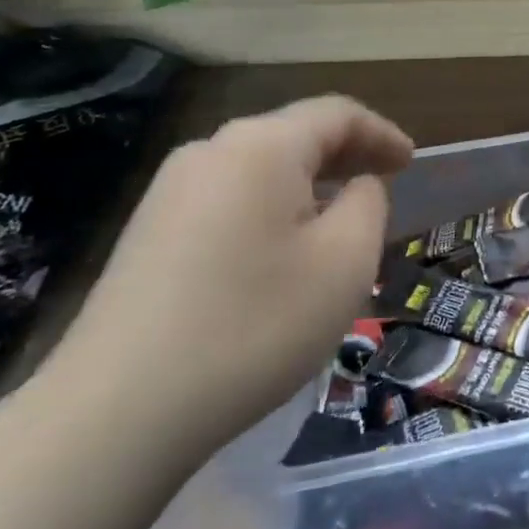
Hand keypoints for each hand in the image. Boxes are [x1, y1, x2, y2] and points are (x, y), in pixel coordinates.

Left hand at [40, 96, 413, 465]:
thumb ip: (368, 204)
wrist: (116, 413)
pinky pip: (229, 199)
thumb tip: (356, 186)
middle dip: (346, 155)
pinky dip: (271, 208)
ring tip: (338, 220)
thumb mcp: (345, 261)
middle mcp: (211, 151)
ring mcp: (170, 191)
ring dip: (308, 184)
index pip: (337, 114)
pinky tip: (280, 251)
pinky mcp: (147, 231)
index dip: (382, 133)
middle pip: (295, 134)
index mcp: (262, 146)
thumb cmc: (254, 325)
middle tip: (384, 184)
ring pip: (260, 168)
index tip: (411, 162)